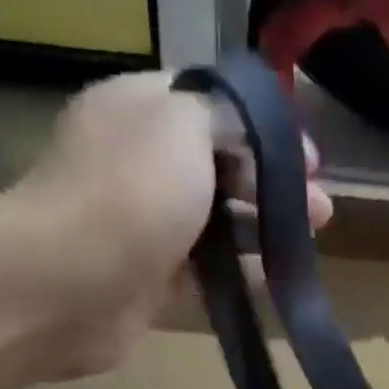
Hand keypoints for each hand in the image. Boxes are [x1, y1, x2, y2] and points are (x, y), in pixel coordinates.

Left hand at [5, 71, 331, 380]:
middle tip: (320, 212)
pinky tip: (272, 278)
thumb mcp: (185, 124)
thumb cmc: (131, 193)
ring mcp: (144, 224)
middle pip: (220, 165)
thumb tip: (245, 132)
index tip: (311, 160)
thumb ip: (226, 117)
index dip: (266, 128)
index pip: (214, 105)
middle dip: (272, 183)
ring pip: (216, 221)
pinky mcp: (149, 280)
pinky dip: (237, 272)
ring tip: (303, 245)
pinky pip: (204, 270)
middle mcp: (141, 160)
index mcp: (142, 107)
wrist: (68, 284)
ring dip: (260, 229)